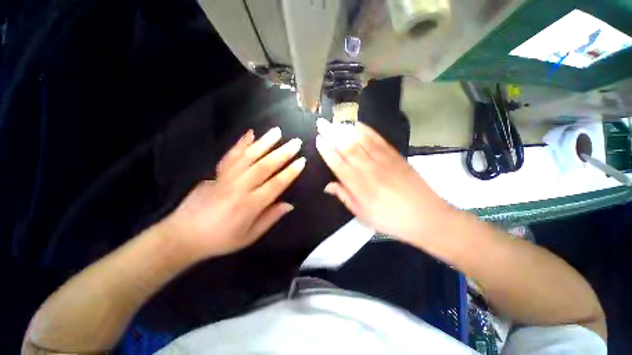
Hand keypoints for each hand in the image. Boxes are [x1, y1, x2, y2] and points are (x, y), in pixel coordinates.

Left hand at [158, 127, 304, 260]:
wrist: (183, 235)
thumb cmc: (220, 239)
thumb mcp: (249, 236)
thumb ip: (270, 218)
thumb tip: (289, 205)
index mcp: (250, 205)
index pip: (276, 184)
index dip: (290, 172)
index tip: (301, 161)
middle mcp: (239, 188)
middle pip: (264, 166)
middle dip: (282, 153)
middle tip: (296, 142)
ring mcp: (226, 178)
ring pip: (248, 156)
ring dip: (264, 143)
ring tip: (277, 132)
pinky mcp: (216, 173)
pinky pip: (230, 155)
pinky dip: (241, 143)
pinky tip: (250, 133)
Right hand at [315, 118, 452, 243]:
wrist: (426, 216)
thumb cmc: (390, 220)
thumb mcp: (362, 215)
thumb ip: (344, 197)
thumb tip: (328, 186)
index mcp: (359, 187)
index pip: (338, 164)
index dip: (327, 151)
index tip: (319, 140)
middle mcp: (368, 170)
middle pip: (347, 148)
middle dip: (332, 134)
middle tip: (322, 123)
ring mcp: (383, 161)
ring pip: (361, 141)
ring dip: (346, 129)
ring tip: (335, 121)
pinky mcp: (396, 156)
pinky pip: (379, 140)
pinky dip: (367, 130)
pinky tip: (358, 124)